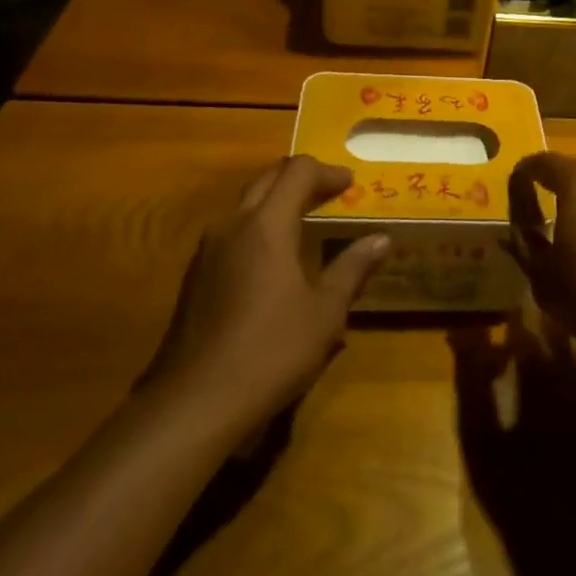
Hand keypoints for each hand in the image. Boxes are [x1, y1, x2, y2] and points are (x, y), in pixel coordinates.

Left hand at [142, 156, 388, 423]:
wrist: (193, 405)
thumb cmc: (270, 351)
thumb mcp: (324, 313)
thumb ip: (352, 269)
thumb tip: (382, 239)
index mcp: (267, 225)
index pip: (298, 171)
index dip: (327, 172)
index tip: (350, 184)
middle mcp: (233, 226)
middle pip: (268, 179)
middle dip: (300, 178)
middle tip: (330, 194)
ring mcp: (207, 251)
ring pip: (245, 205)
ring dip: (276, 202)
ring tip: (304, 223)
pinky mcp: (194, 278)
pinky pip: (231, 233)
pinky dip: (258, 228)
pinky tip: (272, 262)